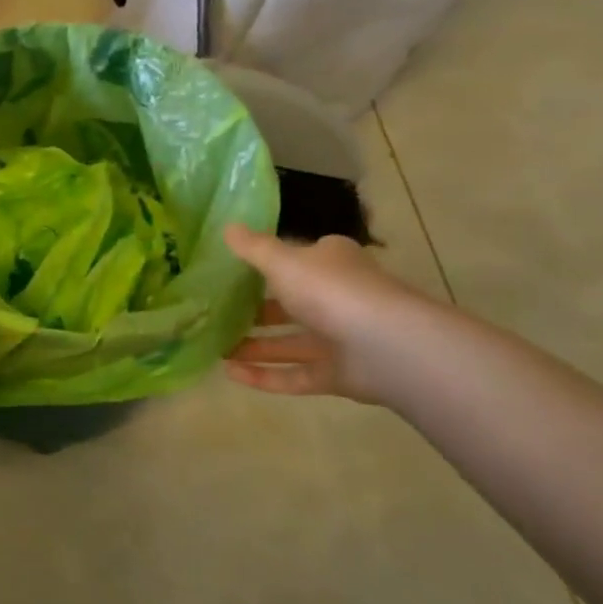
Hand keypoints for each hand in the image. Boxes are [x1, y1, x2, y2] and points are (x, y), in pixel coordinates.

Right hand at [222, 229, 433, 404]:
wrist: (387, 346)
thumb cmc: (331, 290)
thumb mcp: (283, 261)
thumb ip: (254, 248)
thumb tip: (227, 227)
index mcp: (331, 264)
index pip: (300, 258)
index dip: (270, 263)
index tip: (235, 271)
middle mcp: (337, 298)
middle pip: (292, 304)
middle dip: (255, 311)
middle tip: (216, 313)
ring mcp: (339, 340)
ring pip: (289, 343)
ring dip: (254, 346)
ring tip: (215, 346)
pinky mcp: (337, 375)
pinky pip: (294, 375)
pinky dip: (264, 375)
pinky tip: (229, 373)